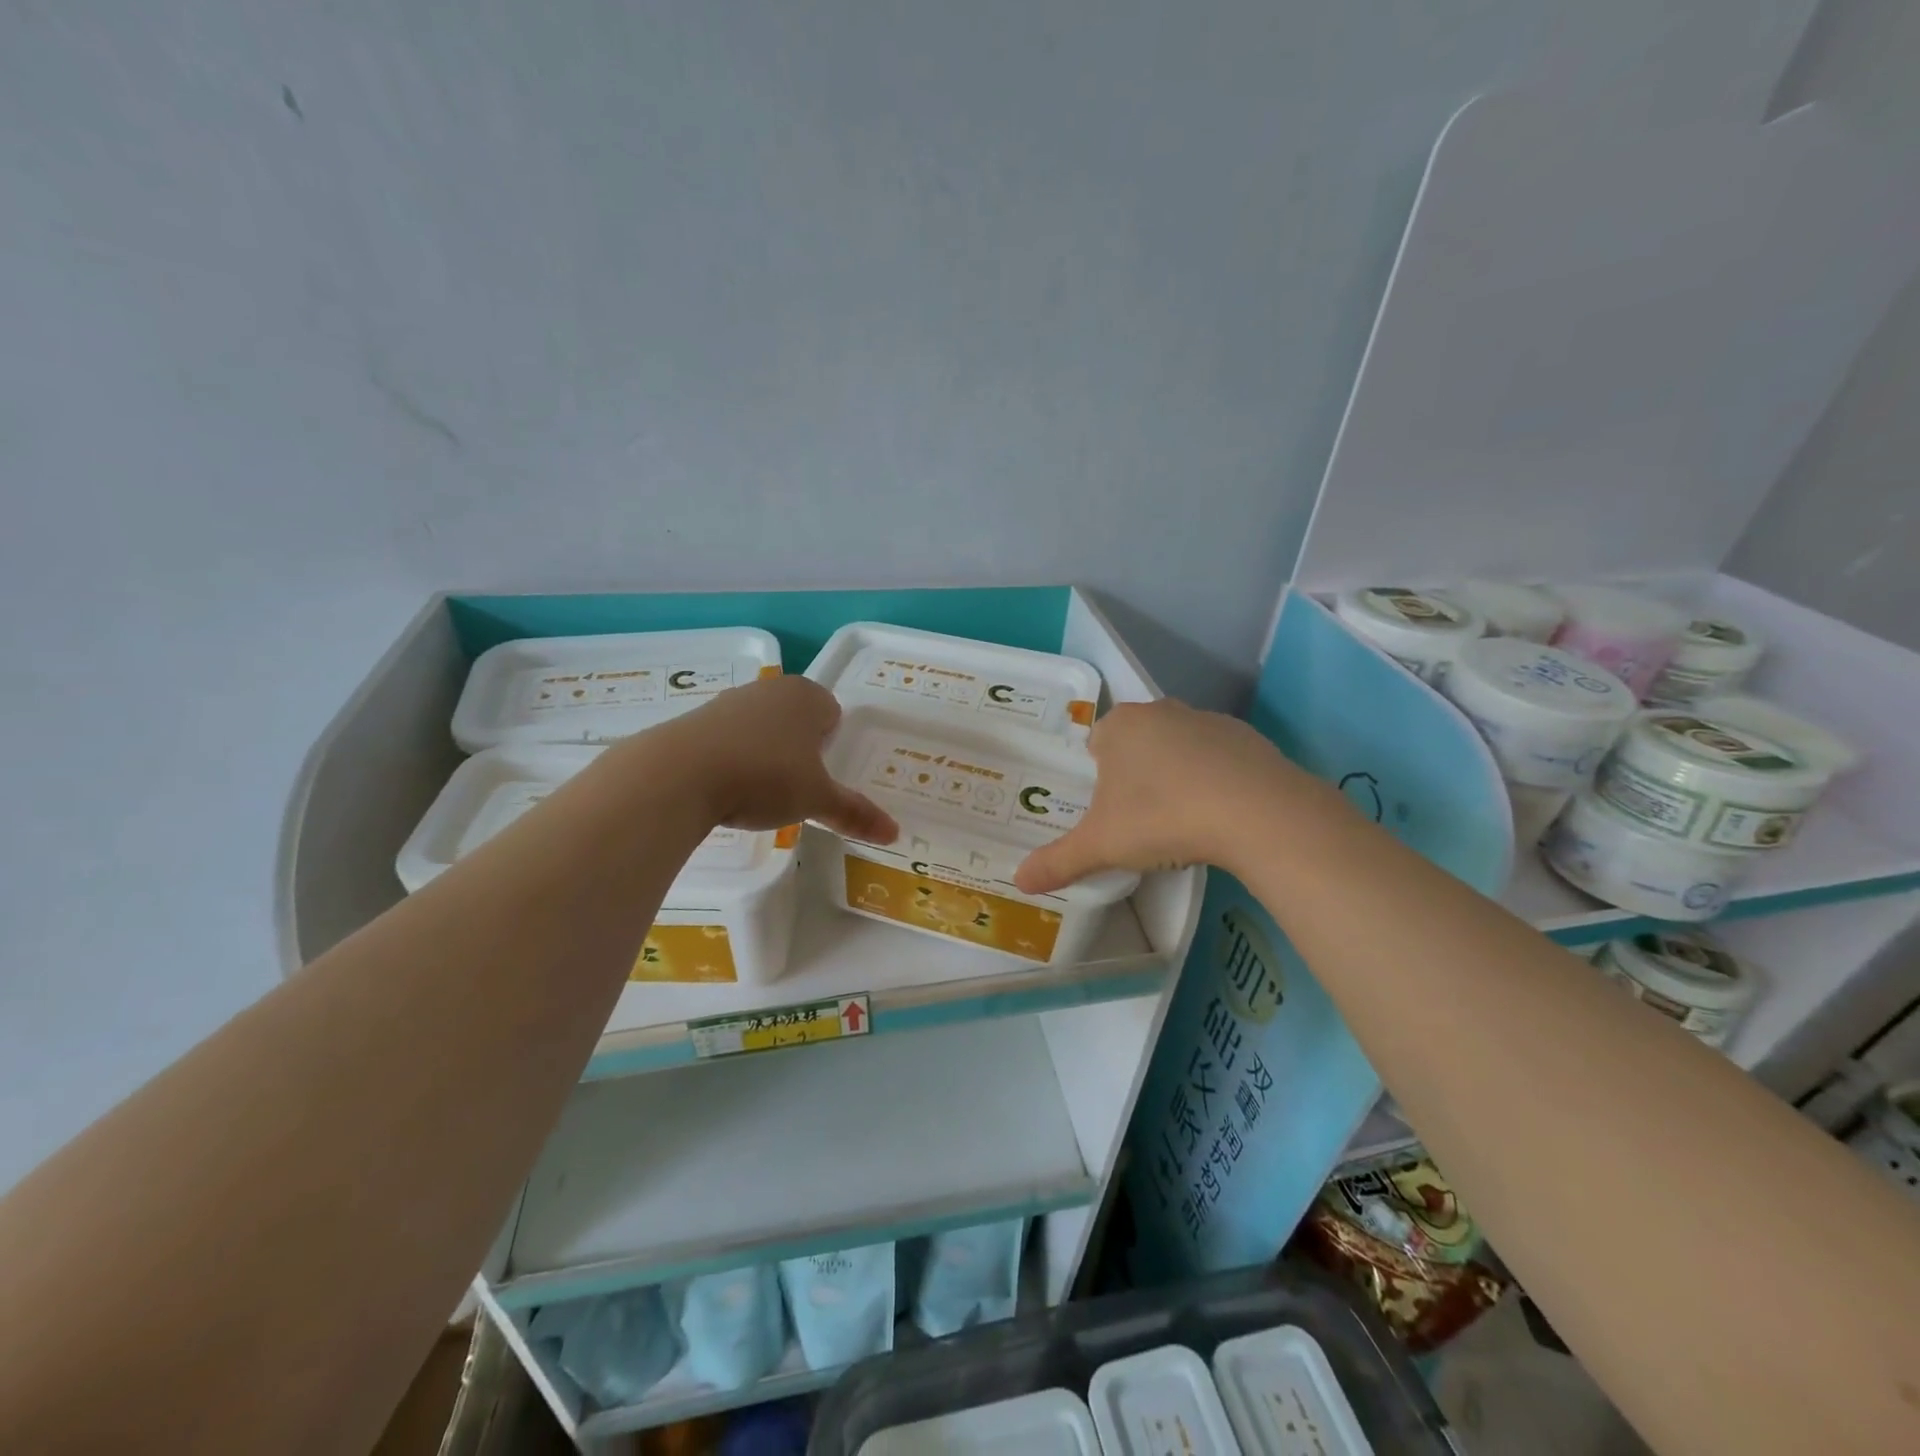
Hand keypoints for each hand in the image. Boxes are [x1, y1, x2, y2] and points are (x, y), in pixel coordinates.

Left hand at [651, 675, 898, 843]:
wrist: (680, 774)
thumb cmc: (765, 777)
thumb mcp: (816, 799)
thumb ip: (854, 813)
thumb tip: (894, 833)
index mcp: (807, 695)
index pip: (833, 713)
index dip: (832, 744)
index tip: (824, 775)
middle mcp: (770, 689)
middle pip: (796, 718)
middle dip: (800, 748)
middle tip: (798, 787)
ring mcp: (729, 701)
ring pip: (761, 727)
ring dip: (765, 753)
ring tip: (761, 792)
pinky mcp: (695, 720)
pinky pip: (728, 739)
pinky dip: (733, 759)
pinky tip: (727, 788)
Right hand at [1014, 699, 1309, 892]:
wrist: (1254, 812)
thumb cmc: (1162, 817)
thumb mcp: (1101, 846)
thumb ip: (1058, 861)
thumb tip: (1018, 881)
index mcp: (1120, 726)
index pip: (1096, 744)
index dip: (1097, 777)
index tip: (1108, 812)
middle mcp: (1160, 711)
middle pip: (1136, 743)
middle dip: (1134, 775)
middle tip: (1139, 820)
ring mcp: (1207, 720)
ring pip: (1177, 748)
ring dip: (1174, 775)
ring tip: (1181, 821)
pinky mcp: (1246, 737)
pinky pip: (1217, 758)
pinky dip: (1214, 779)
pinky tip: (1219, 813)